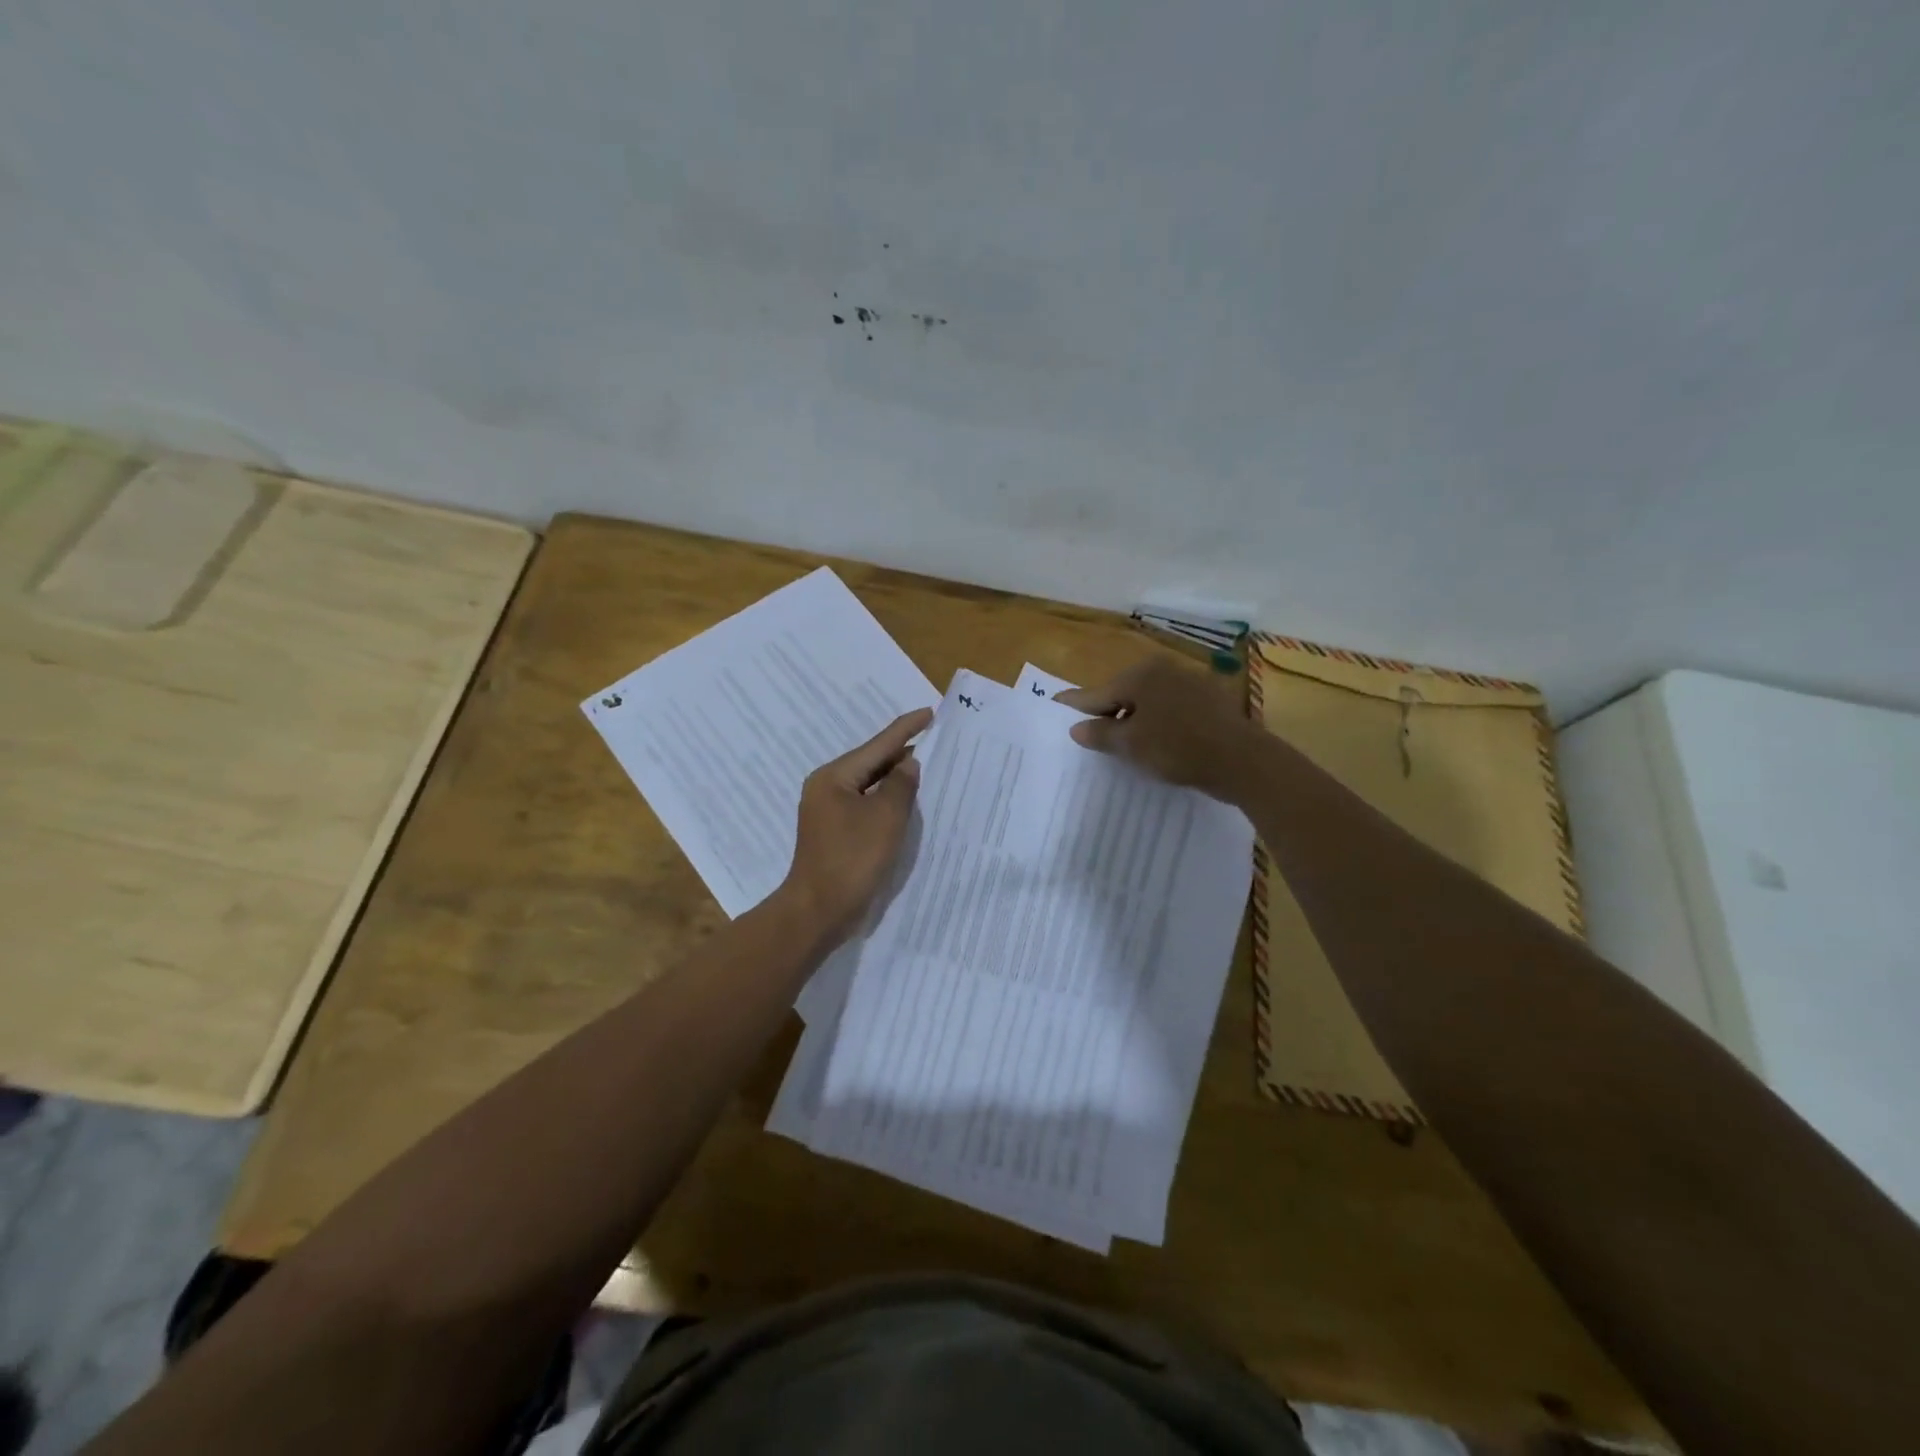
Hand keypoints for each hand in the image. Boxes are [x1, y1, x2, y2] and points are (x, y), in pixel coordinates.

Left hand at [779, 706, 931, 942]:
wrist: (818, 911)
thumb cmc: (852, 859)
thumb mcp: (886, 817)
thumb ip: (901, 784)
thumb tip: (908, 764)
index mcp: (834, 777)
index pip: (878, 744)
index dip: (906, 729)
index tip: (929, 712)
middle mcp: (827, 788)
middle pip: (871, 762)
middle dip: (902, 753)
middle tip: (934, 740)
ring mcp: (828, 811)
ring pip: (869, 785)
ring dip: (896, 779)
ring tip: (927, 768)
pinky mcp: (835, 833)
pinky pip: (866, 806)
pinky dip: (887, 802)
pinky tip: (907, 803)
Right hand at [1055, 657, 1258, 799]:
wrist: (1242, 761)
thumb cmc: (1177, 748)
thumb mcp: (1131, 744)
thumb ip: (1100, 733)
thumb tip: (1076, 727)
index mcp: (1140, 675)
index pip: (1097, 693)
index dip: (1075, 704)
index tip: (1055, 703)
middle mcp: (1163, 669)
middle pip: (1123, 693)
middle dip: (1107, 712)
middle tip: (1091, 734)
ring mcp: (1189, 681)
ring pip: (1148, 700)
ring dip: (1134, 719)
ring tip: (1123, 742)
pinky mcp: (1209, 699)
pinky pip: (1170, 708)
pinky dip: (1157, 721)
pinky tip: (1157, 741)